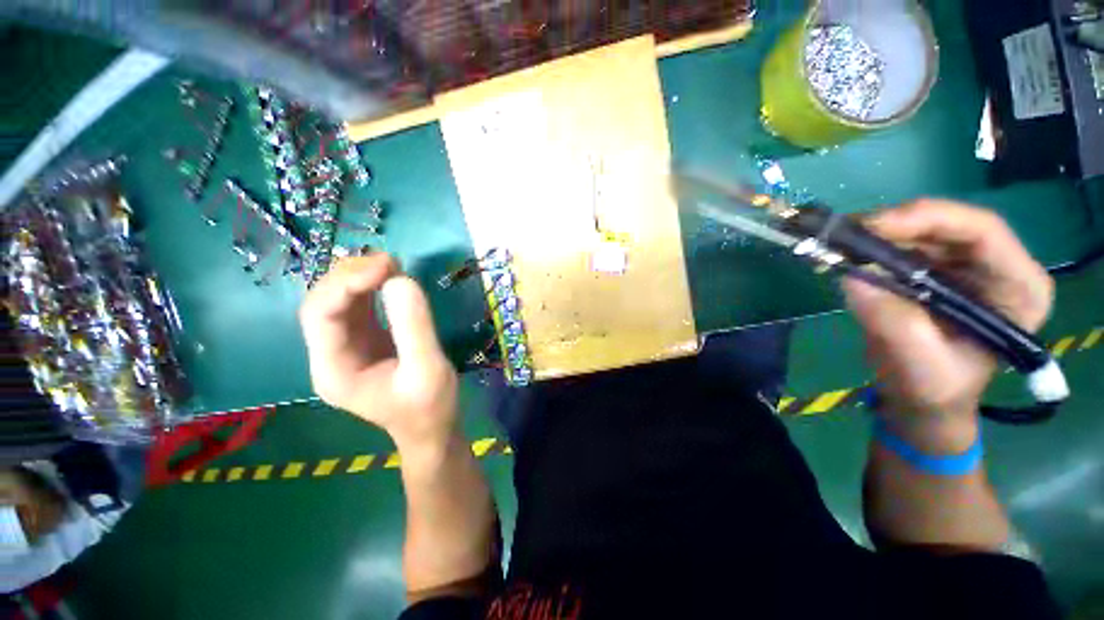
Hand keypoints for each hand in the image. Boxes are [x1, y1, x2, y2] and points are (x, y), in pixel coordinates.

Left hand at [299, 254, 458, 451]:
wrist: (432, 429)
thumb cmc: (430, 407)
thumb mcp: (428, 369)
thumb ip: (414, 327)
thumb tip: (401, 280)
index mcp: (335, 370)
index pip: (321, 316)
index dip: (346, 284)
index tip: (386, 267)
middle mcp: (330, 354)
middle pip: (322, 303)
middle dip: (350, 276)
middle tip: (390, 261)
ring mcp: (345, 346)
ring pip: (337, 301)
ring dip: (359, 277)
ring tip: (391, 263)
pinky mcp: (364, 340)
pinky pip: (358, 306)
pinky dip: (371, 286)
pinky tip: (389, 276)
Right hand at [843, 200, 1052, 452]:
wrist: (923, 400)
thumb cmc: (935, 391)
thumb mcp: (920, 366)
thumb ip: (895, 324)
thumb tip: (853, 277)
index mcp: (1017, 289)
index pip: (983, 232)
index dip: (930, 219)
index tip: (874, 228)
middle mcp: (995, 267)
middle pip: (948, 225)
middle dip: (894, 226)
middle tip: (845, 235)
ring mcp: (962, 266)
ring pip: (919, 231)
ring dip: (876, 236)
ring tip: (838, 247)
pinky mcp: (931, 270)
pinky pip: (900, 246)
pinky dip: (869, 248)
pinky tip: (845, 257)